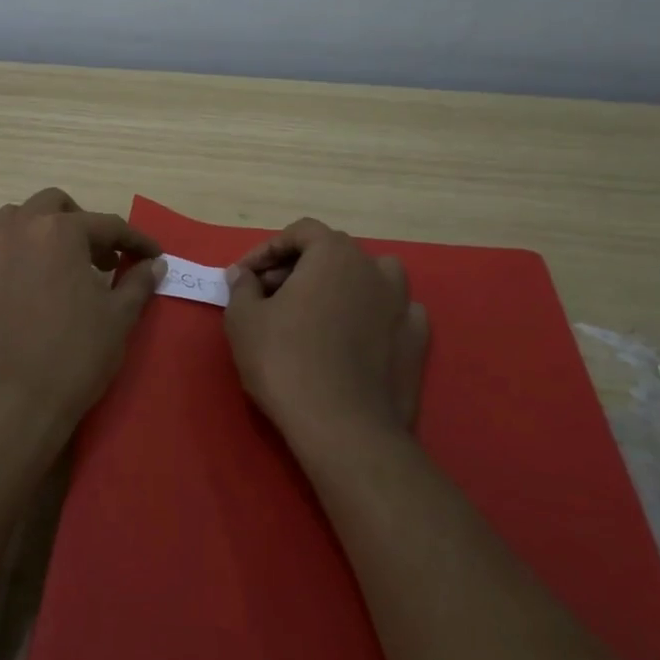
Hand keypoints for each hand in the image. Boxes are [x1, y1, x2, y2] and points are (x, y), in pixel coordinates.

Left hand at [0, 188, 165, 449]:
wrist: (13, 402)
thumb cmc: (74, 356)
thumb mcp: (118, 318)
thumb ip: (137, 283)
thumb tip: (154, 263)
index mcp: (61, 232)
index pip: (107, 224)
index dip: (135, 240)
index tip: (152, 255)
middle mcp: (20, 230)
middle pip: (53, 204)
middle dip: (81, 222)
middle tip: (101, 257)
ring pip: (12, 218)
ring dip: (38, 229)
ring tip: (56, 261)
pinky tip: (11, 272)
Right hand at [224, 218, 429, 447]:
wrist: (343, 427)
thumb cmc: (284, 362)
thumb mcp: (243, 319)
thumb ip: (242, 287)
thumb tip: (244, 275)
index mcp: (334, 254)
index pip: (300, 232)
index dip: (268, 250)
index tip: (245, 276)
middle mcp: (374, 268)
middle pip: (333, 253)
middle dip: (298, 268)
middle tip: (268, 296)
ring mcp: (403, 304)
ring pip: (370, 277)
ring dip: (341, 285)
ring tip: (316, 311)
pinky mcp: (417, 340)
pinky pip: (392, 312)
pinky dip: (371, 315)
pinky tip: (354, 336)